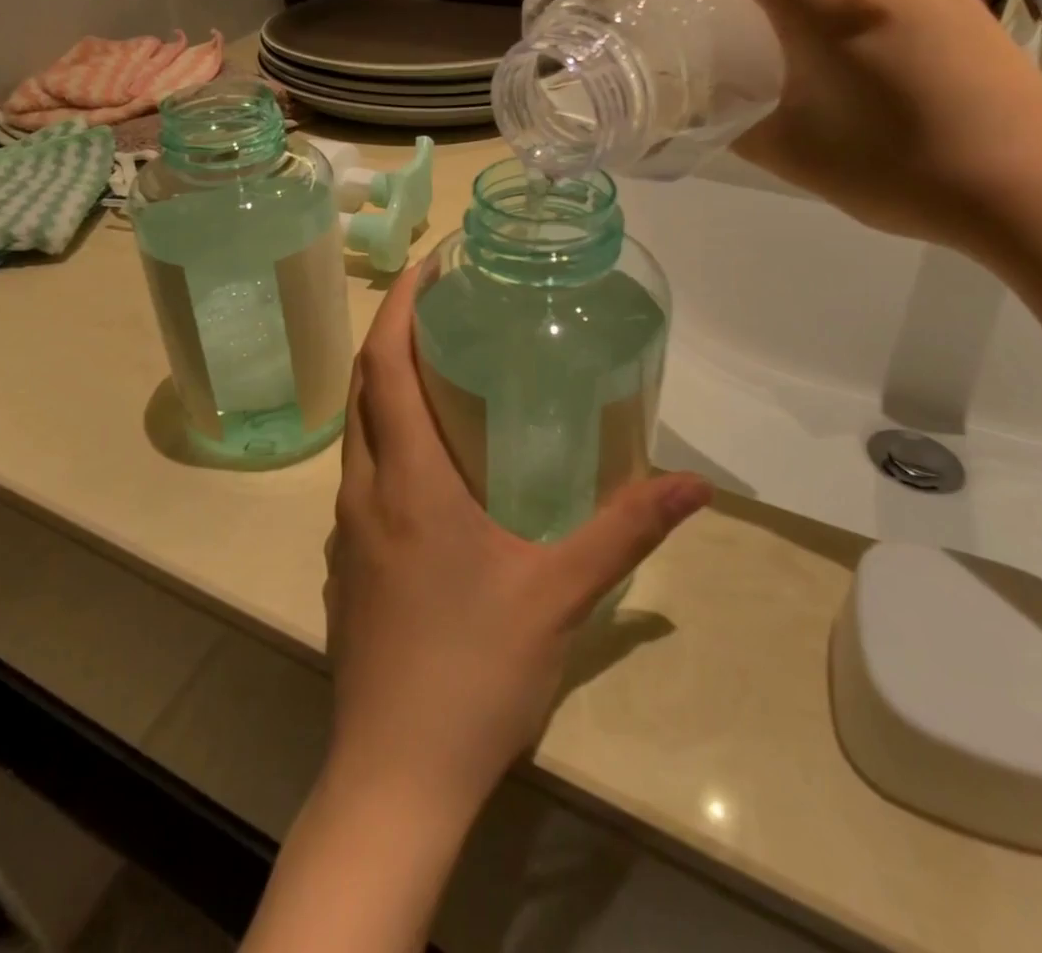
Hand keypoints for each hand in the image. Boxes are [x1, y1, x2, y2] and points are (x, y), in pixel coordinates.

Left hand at [323, 269, 711, 816]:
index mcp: (406, 479)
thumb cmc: (475, 670)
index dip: (401, 306)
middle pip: (363, 390)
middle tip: (442, 309)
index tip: (429, 265)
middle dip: (394, 337)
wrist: (396, 776)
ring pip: (357, 435)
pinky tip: (429, 469)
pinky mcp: (346, 567)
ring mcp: (345, 532)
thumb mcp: (561, 592)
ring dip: (387, 392)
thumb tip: (695, 484)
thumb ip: (628, 528)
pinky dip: (386, 445)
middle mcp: (363, 492)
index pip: (385, 366)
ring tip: (438, 375)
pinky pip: (360, 480)